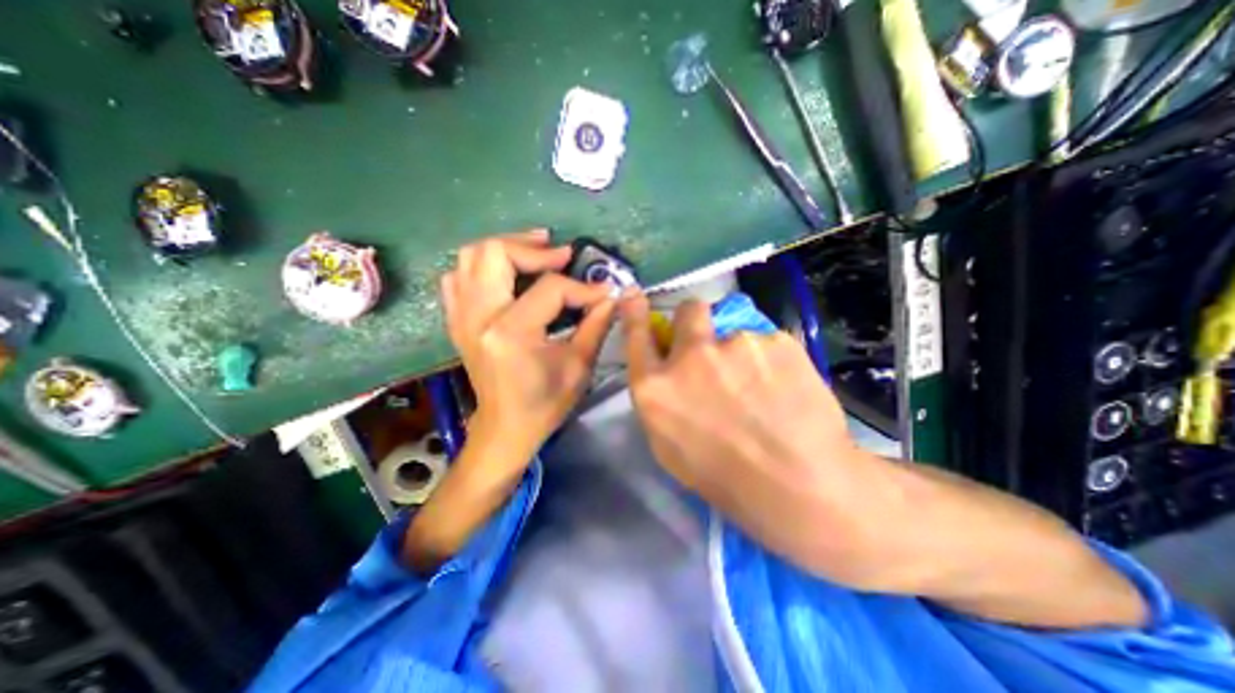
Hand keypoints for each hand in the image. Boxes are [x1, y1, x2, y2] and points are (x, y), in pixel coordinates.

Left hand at [442, 229, 617, 460]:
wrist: (505, 428)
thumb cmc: (545, 403)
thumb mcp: (579, 366)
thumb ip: (596, 324)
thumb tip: (612, 296)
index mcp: (511, 332)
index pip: (550, 288)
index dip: (582, 287)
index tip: (603, 292)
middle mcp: (478, 317)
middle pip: (495, 253)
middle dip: (533, 248)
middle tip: (561, 253)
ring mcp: (461, 317)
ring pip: (471, 257)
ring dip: (506, 249)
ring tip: (535, 252)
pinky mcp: (457, 321)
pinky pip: (458, 277)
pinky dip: (482, 267)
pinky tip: (506, 274)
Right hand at [618, 293, 877, 574]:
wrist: (800, 486)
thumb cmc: (725, 478)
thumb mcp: (669, 447)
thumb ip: (661, 400)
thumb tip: (666, 371)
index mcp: (657, 388)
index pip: (638, 337)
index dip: (634, 312)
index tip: (632, 294)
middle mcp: (690, 357)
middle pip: (688, 310)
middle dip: (696, 322)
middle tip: (714, 347)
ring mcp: (735, 344)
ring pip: (733, 333)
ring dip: (740, 352)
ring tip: (762, 389)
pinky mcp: (776, 340)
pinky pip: (767, 343)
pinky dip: (771, 361)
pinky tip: (785, 390)